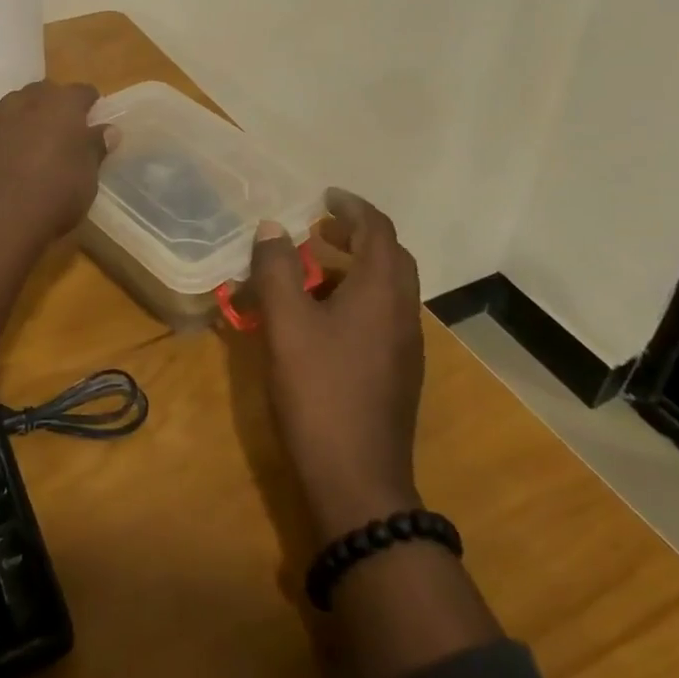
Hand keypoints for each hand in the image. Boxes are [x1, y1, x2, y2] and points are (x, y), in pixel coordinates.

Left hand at [0, 80, 113, 246]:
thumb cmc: (55, 192)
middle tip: (68, 132)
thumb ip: (96, 147)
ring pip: (18, 109)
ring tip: (41, 147)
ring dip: (30, 121)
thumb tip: (109, 130)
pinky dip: (9, 141)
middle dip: (56, 107)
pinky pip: (0, 133)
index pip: (83, 91)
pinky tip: (15, 165)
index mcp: (61, 103)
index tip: (97, 121)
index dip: (92, 105)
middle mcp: (27, 102)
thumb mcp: (88, 174)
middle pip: (45, 93)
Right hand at [249, 188, 424, 542]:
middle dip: (357, 235)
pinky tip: (323, 321)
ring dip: (356, 268)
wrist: (357, 482)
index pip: (379, 230)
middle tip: (320, 229)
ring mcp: (406, 346)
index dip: (353, 207)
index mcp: (382, 292)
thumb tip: (272, 227)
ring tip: (314, 272)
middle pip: (391, 257)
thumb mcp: (286, 324)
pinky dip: (357, 299)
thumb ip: (277, 269)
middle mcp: (403, 312)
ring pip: (388, 289)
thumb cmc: (319, 392)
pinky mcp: (398, 373)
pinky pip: (383, 316)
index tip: (325, 196)